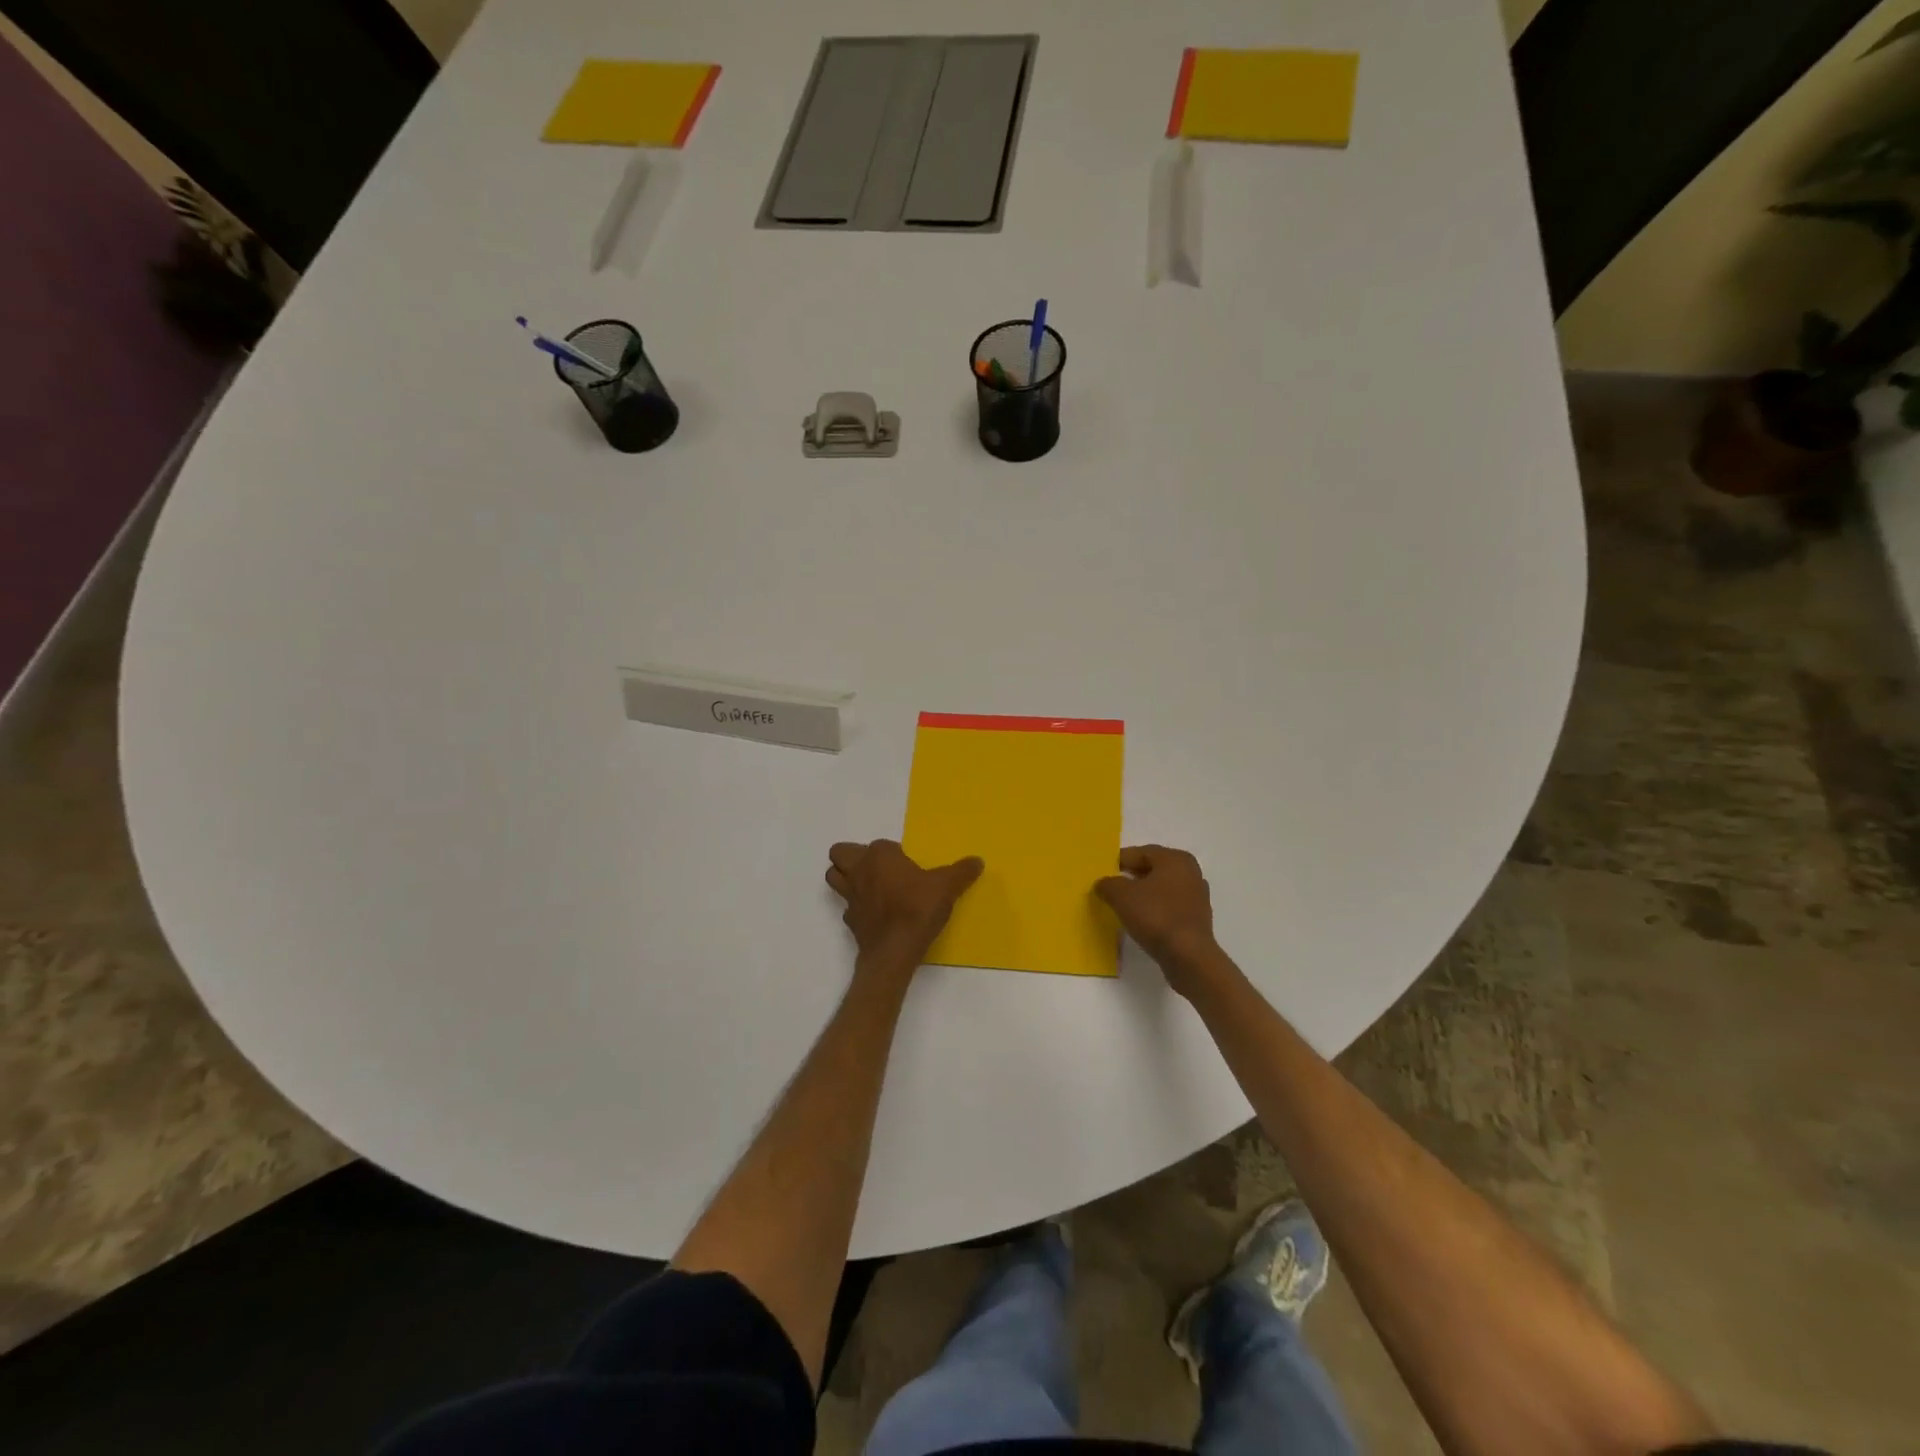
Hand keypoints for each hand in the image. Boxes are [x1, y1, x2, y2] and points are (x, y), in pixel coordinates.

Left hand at [826, 840, 983, 979]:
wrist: (894, 951)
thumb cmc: (917, 909)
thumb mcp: (946, 887)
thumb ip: (961, 872)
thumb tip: (977, 861)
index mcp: (879, 855)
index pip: (881, 845)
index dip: (894, 854)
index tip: (910, 867)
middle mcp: (859, 870)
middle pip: (840, 853)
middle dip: (853, 857)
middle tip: (877, 868)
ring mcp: (850, 896)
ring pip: (834, 877)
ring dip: (845, 878)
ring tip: (870, 886)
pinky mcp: (849, 920)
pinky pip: (847, 907)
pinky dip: (857, 908)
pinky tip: (875, 915)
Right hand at [1094, 845, 1223, 994]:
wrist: (1188, 956)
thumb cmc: (1155, 916)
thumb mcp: (1121, 896)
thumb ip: (1108, 884)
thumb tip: (1103, 883)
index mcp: (1175, 859)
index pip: (1141, 853)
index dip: (1119, 861)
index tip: (1103, 871)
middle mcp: (1190, 872)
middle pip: (1153, 869)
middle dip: (1131, 877)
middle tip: (1111, 887)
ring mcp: (1197, 896)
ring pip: (1162, 889)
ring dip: (1144, 894)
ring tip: (1124, 905)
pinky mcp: (1197, 919)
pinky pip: (1170, 906)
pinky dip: (1155, 910)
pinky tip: (1142, 921)